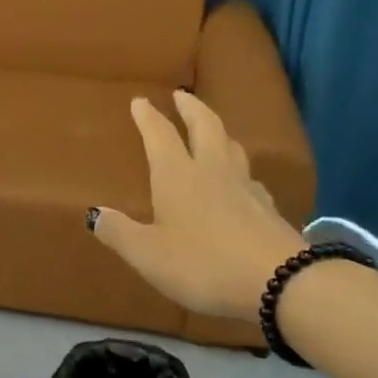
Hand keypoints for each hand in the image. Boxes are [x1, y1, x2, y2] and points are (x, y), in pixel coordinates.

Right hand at [89, 91, 305, 320]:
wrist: (282, 283)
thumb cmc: (203, 263)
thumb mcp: (148, 254)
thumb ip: (119, 232)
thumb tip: (94, 213)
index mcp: (178, 176)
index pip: (160, 136)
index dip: (148, 117)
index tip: (140, 101)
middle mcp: (213, 171)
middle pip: (205, 127)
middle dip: (191, 109)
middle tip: (182, 95)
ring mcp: (246, 188)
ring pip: (232, 148)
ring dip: (219, 132)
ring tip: (211, 129)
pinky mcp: (269, 210)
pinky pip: (250, 177)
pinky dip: (239, 169)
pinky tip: (240, 182)